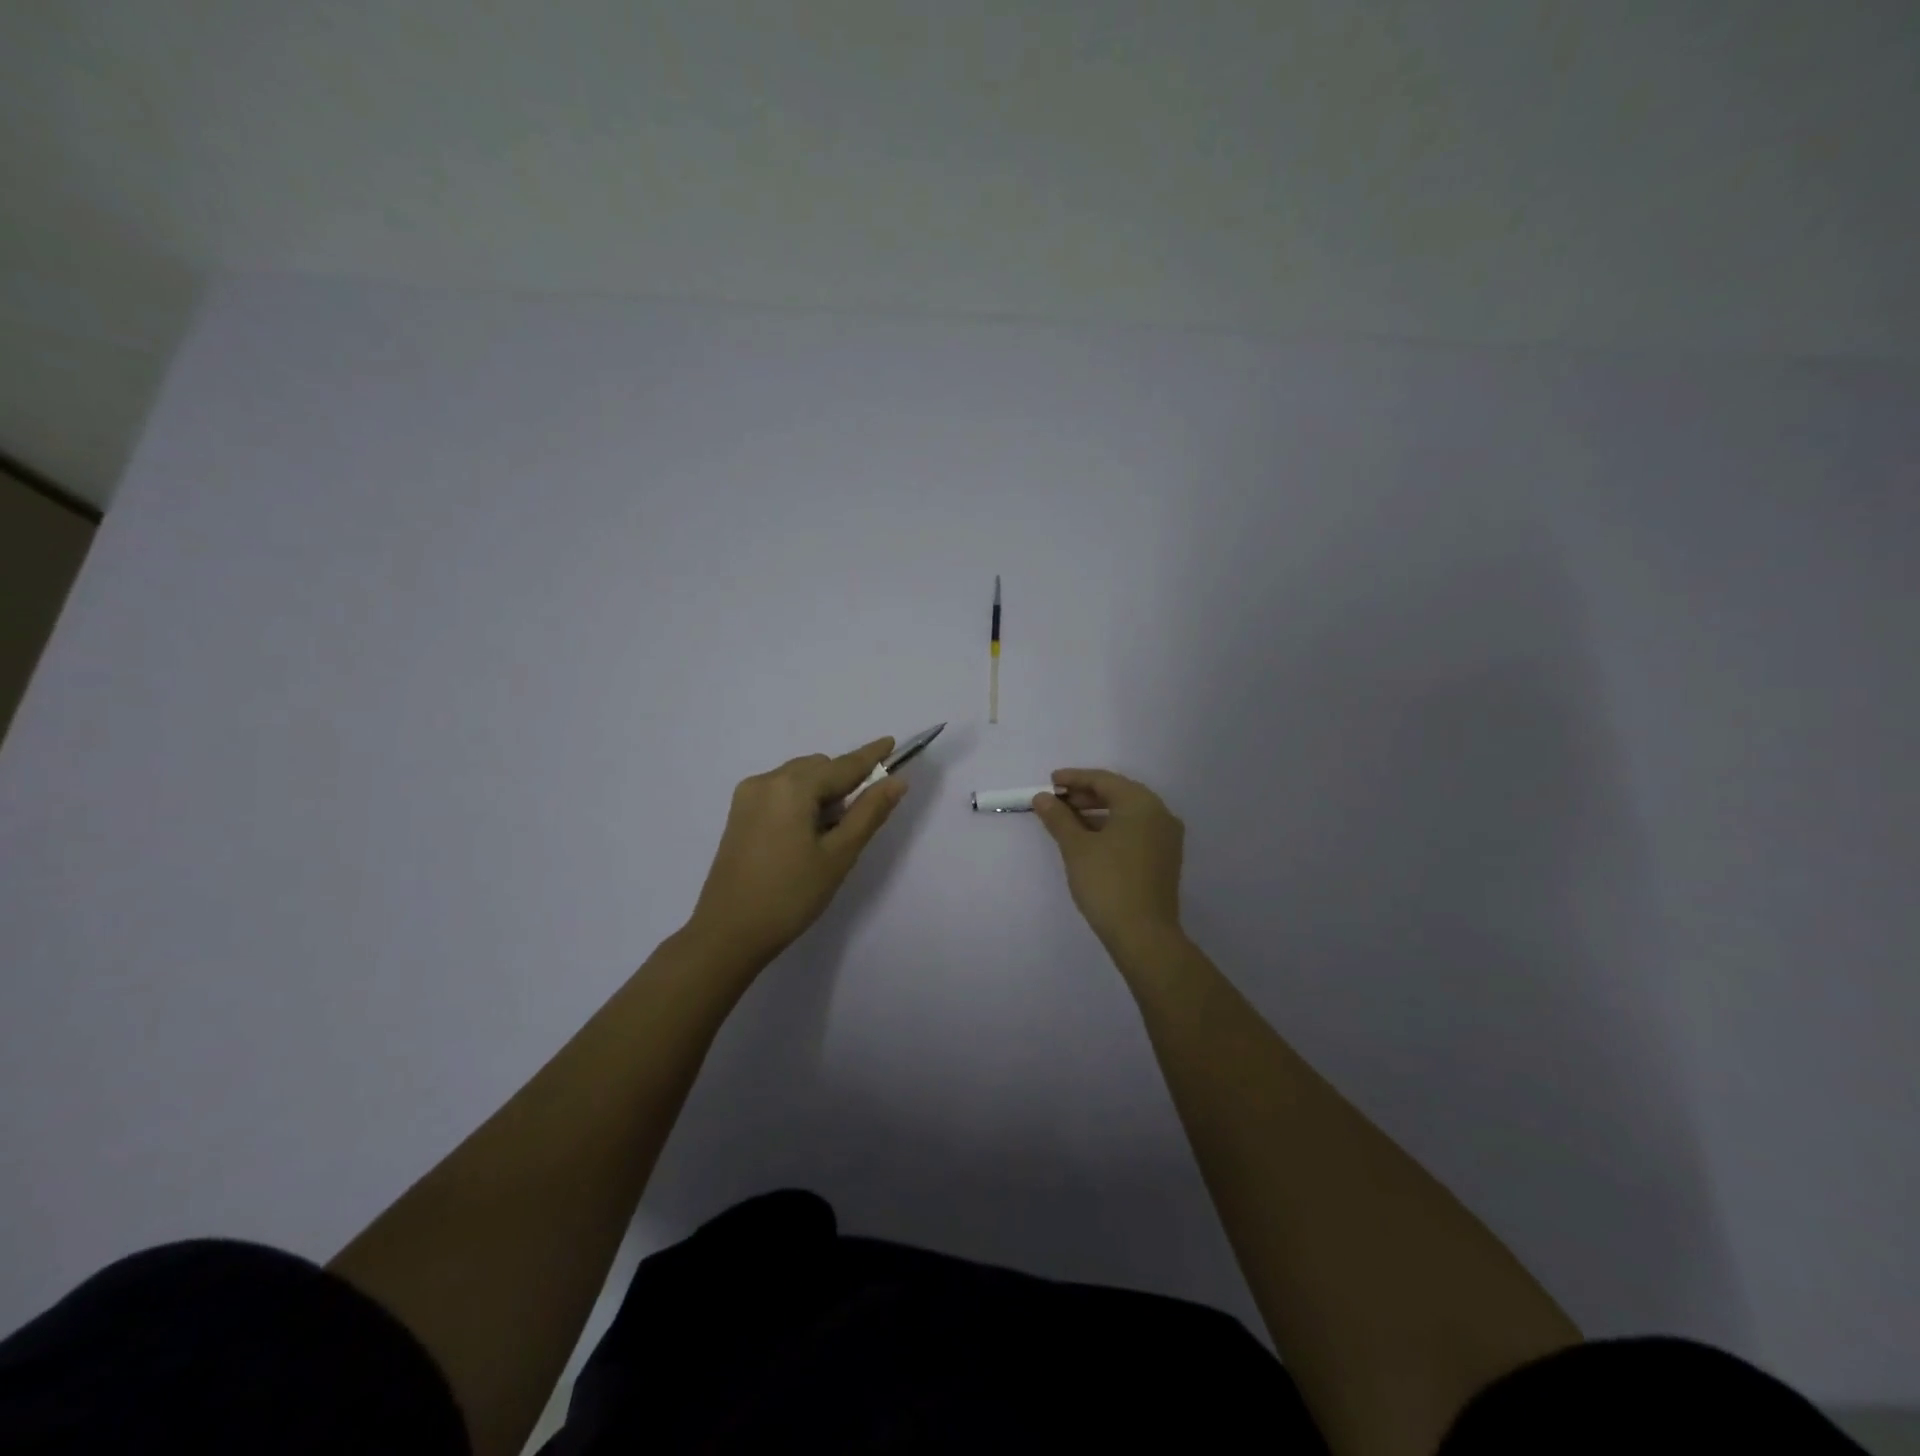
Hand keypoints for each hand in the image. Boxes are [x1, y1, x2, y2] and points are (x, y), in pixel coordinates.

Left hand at [688, 737, 907, 964]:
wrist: (728, 933)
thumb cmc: (790, 895)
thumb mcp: (838, 855)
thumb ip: (869, 812)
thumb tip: (896, 781)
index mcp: (792, 787)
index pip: (843, 765)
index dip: (871, 756)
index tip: (891, 741)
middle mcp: (767, 780)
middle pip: (819, 768)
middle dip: (844, 782)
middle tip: (861, 816)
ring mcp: (748, 796)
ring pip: (799, 778)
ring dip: (822, 792)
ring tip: (831, 833)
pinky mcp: (739, 814)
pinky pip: (780, 792)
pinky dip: (801, 801)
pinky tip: (807, 834)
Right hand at [1032, 769, 1184, 951]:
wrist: (1143, 934)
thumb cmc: (1107, 883)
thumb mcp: (1076, 847)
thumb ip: (1059, 818)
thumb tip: (1042, 798)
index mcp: (1141, 804)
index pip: (1104, 780)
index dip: (1074, 778)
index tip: (1051, 782)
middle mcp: (1160, 814)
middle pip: (1118, 794)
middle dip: (1085, 795)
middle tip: (1056, 802)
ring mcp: (1166, 837)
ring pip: (1127, 814)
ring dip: (1097, 813)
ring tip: (1067, 821)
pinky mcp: (1164, 858)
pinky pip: (1135, 831)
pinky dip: (1111, 829)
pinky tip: (1089, 840)